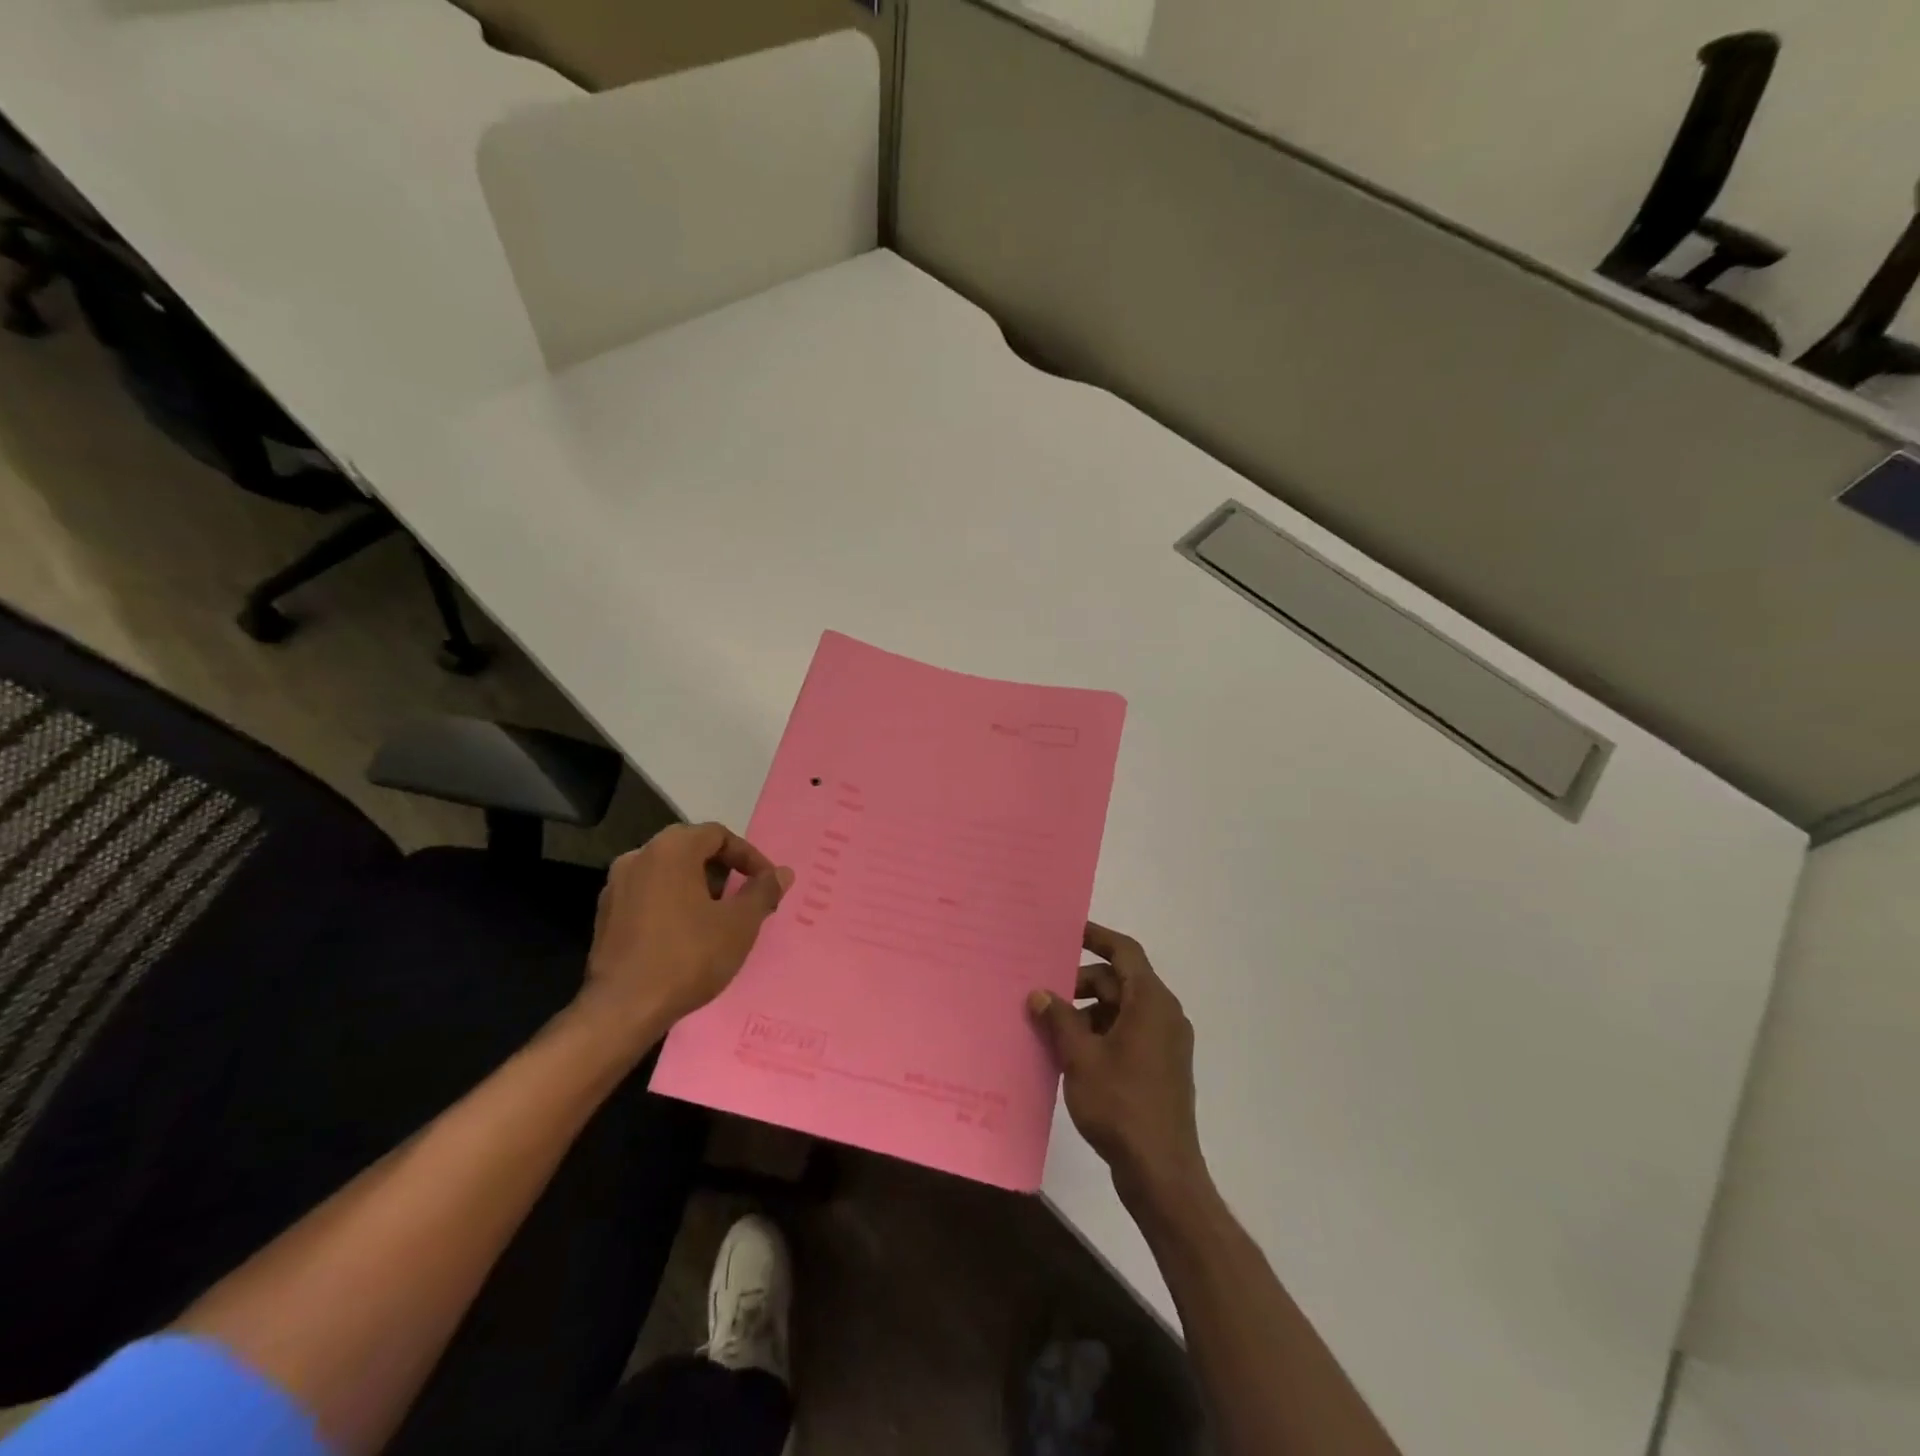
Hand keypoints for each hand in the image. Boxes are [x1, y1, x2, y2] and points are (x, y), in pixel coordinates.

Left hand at [578, 821, 793, 1045]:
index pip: (718, 835)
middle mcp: (639, 856)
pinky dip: (672, 903)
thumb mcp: (740, 924)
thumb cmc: (688, 956)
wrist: (623, 1008)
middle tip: (744, 897)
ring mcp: (616, 886)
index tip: (766, 883)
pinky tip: (687, 934)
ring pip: (667, 873)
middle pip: (691, 849)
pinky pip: (648, 895)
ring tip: (718, 917)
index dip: (748, 856)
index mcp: (671, 849)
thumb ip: (763, 891)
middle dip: (723, 870)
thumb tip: (782, 873)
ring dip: (697, 886)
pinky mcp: (605, 915)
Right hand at [1029, 922, 1208, 1206]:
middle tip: (1045, 994)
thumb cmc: (1121, 1106)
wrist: (1162, 1172)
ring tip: (1052, 1028)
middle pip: (1120, 981)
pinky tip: (1072, 1053)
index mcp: (1151, 1002)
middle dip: (1082, 983)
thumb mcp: (1080, 1058)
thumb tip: (1039, 993)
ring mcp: (1166, 1043)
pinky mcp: (1161, 1067)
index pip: (1125, 952)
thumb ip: (1059, 1020)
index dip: (1097, 937)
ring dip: (1089, 1012)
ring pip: (1122, 1009)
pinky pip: (1128, 1033)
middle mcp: (1164, 1015)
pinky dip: (1101, 1033)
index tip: (1068, 931)